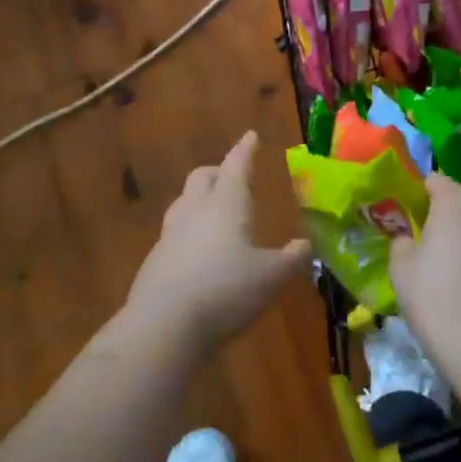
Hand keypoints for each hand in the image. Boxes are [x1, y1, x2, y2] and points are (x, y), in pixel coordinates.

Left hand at [124, 131, 310, 352]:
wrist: (163, 325)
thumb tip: (306, 245)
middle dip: (218, 172)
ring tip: (214, 211)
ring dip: (199, 199)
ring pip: (184, 202)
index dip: (245, 149)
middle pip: (202, 177)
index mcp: (226, 203)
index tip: (250, 136)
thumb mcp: (271, 277)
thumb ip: (291, 259)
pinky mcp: (154, 260)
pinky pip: (173, 233)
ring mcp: (170, 234)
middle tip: (232, 177)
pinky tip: (197, 252)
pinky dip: (188, 232)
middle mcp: (195, 210)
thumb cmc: (226, 290)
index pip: (237, 165)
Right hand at [390, 173, 460, 351]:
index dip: (419, 195)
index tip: (409, 216)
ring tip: (454, 268)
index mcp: (457, 200)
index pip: (435, 180)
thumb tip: (410, 238)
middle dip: (446, 216)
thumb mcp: (400, 265)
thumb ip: (402, 240)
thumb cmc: (433, 294)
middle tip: (429, 243)